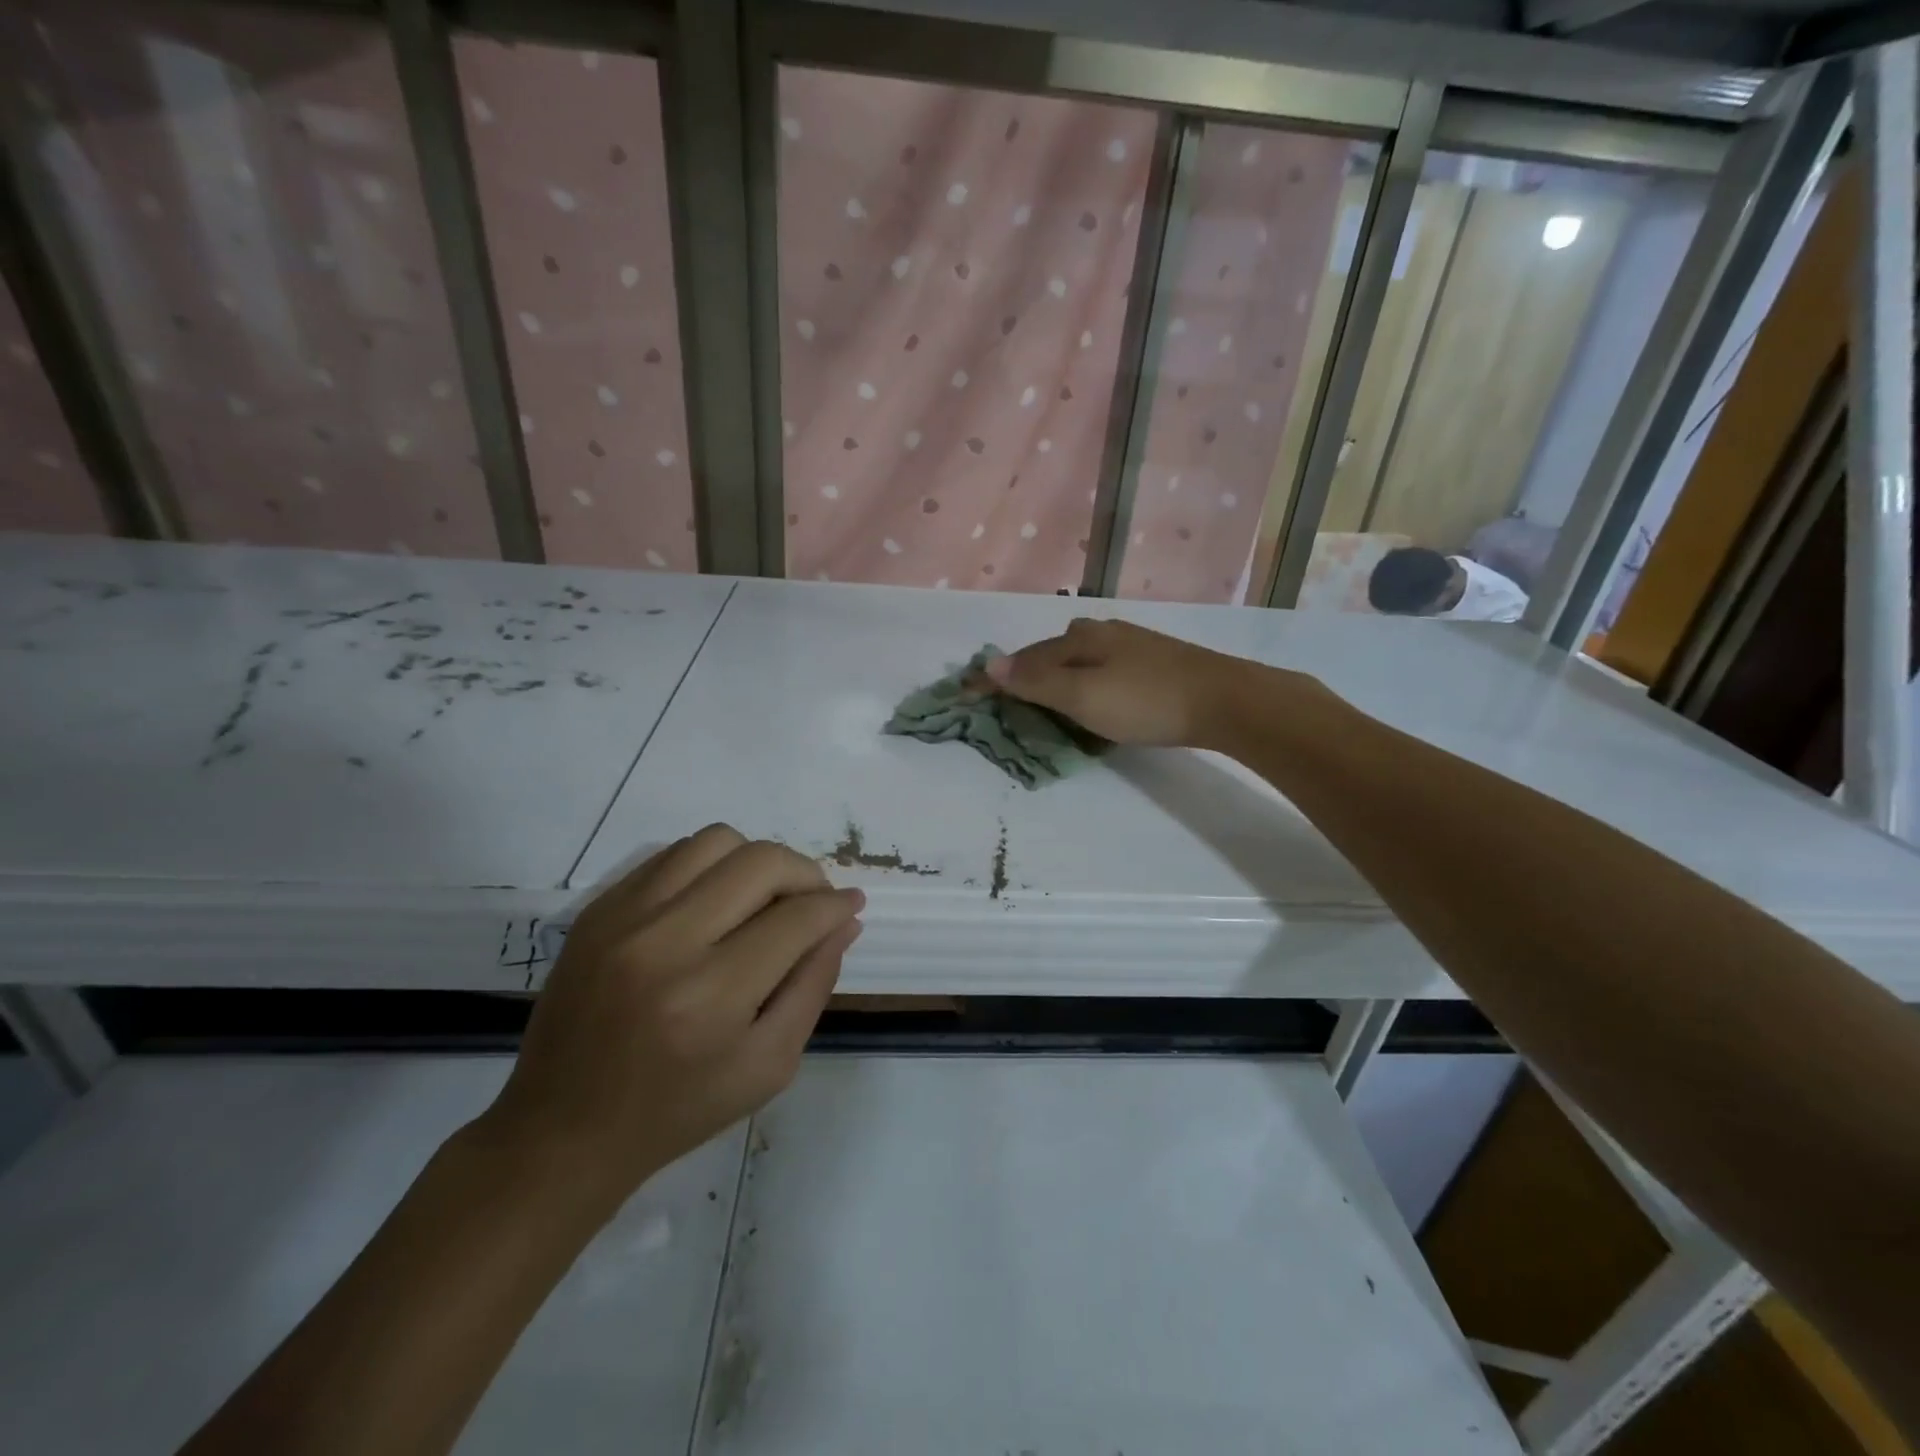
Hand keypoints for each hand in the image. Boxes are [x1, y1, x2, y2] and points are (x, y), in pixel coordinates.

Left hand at [482, 825, 861, 1212]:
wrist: (561, 1129)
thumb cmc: (677, 1110)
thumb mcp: (768, 1066)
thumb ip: (813, 985)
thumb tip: (844, 921)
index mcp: (710, 997)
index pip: (796, 919)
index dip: (835, 906)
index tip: (851, 904)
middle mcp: (665, 944)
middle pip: (761, 862)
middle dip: (806, 873)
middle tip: (814, 901)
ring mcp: (623, 919)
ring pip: (716, 841)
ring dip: (757, 861)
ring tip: (764, 897)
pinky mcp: (598, 910)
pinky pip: (672, 855)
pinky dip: (711, 867)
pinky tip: (716, 901)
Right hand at [983, 617, 1264, 747]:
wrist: (1224, 701)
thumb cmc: (1146, 700)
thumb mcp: (1083, 696)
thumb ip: (1037, 682)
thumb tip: (990, 664)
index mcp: (1078, 638)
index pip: (1023, 658)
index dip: (994, 676)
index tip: (964, 691)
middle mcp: (1100, 632)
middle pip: (1049, 651)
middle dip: (1023, 670)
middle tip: (1003, 695)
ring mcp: (1129, 644)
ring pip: (1077, 657)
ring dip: (1053, 674)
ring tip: (1042, 696)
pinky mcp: (1153, 660)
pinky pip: (1099, 667)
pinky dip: (1081, 679)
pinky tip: (1091, 691)